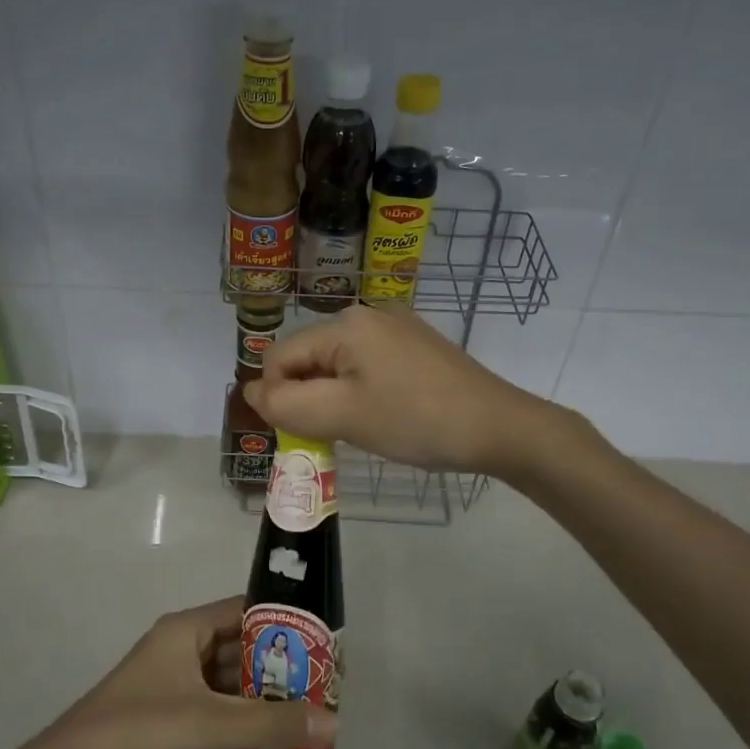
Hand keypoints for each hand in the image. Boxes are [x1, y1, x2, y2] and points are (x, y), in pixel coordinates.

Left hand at [20, 598, 337, 748]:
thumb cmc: (137, 732)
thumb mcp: (208, 724)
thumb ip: (270, 723)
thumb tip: (333, 720)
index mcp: (186, 630)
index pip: (245, 610)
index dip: (284, 621)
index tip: (322, 641)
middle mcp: (180, 647)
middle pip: (240, 644)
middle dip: (279, 662)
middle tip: (324, 682)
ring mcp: (172, 682)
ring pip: (228, 677)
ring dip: (262, 692)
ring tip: (308, 709)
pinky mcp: (166, 714)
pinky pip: (215, 704)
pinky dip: (240, 714)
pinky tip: (269, 734)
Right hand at [245, 305, 541, 475]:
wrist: (499, 427)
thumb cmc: (416, 421)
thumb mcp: (342, 416)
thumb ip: (287, 405)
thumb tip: (251, 391)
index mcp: (346, 323)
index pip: (280, 357)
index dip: (280, 398)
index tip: (304, 433)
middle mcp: (368, 314)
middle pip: (309, 357)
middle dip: (309, 397)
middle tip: (335, 434)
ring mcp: (396, 328)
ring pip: (338, 364)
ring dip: (335, 398)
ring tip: (362, 427)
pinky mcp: (416, 346)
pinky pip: (367, 366)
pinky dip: (361, 392)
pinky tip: (384, 415)